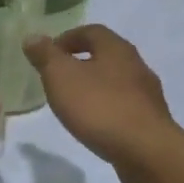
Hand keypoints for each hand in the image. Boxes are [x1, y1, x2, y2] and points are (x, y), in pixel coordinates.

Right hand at [25, 25, 178, 170]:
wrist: (146, 152)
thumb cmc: (99, 107)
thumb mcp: (61, 77)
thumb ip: (46, 56)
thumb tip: (32, 37)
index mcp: (116, 48)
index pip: (91, 31)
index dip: (67, 38)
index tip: (48, 54)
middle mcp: (136, 65)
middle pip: (106, 55)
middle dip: (81, 63)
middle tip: (58, 79)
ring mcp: (147, 94)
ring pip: (116, 82)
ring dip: (95, 87)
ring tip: (74, 104)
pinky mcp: (151, 120)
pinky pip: (124, 106)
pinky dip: (107, 109)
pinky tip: (96, 125)